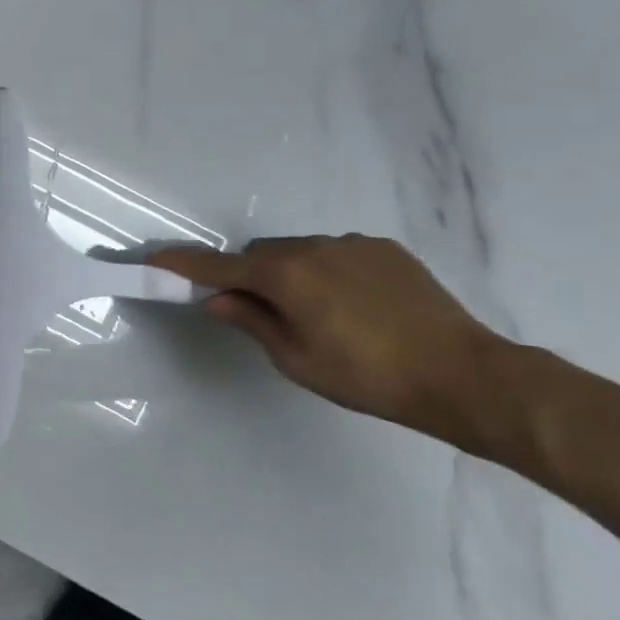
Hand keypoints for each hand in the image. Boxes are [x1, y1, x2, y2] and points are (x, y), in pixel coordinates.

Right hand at [150, 235, 500, 441]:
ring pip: (299, 252)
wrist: (464, 375)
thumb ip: (251, 322)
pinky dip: (328, 272)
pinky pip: (336, 253)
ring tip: (321, 315)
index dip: (183, 264)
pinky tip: (355, 306)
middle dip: (251, 276)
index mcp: (284, 275)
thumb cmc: (367, 376)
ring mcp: (351, 244)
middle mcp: (312, 247)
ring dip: (292, 274)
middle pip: (260, 254)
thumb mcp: (296, 359)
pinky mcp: (385, 249)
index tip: (154, 261)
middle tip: (263, 313)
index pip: (218, 266)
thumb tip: (217, 299)